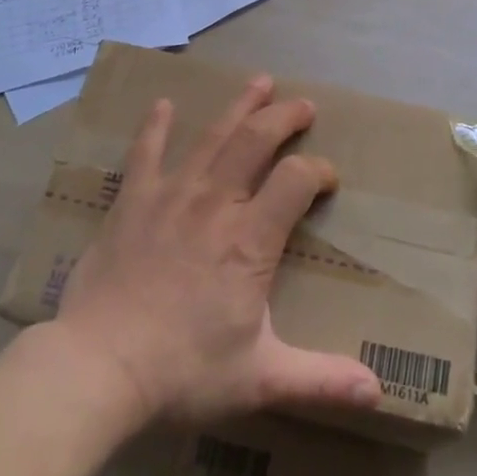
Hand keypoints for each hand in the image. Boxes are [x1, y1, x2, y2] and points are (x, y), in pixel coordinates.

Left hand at [52, 75, 381, 425]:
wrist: (98, 368)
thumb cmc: (183, 372)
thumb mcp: (261, 380)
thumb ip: (321, 380)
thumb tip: (378, 393)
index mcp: (251, 240)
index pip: (297, 180)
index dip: (318, 171)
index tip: (327, 180)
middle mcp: (216, 203)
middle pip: (256, 140)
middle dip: (284, 117)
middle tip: (303, 105)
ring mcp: (171, 196)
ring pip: (212, 137)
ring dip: (239, 106)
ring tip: (259, 82)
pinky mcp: (133, 201)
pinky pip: (146, 152)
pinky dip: (155, 126)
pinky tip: (163, 104)